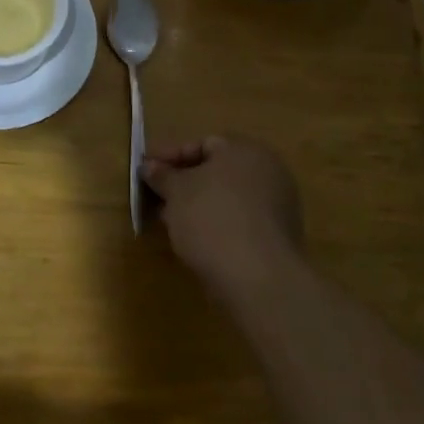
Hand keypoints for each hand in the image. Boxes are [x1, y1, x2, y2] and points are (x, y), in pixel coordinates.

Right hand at [143, 136, 303, 300]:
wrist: (257, 279)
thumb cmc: (212, 218)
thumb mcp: (176, 191)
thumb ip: (161, 175)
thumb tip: (149, 166)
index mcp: (246, 151)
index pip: (202, 144)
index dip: (169, 156)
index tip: (145, 171)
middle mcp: (268, 172)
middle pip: (216, 172)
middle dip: (182, 183)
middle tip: (155, 196)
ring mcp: (277, 207)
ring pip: (226, 199)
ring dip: (196, 206)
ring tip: (169, 221)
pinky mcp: (277, 239)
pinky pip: (238, 222)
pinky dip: (215, 225)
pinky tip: (193, 240)